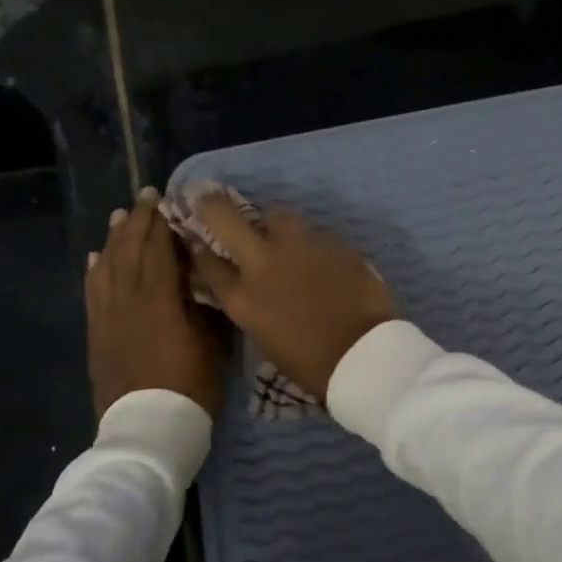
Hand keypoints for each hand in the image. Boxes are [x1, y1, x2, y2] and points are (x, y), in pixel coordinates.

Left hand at [85, 188, 226, 420]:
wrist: (148, 429)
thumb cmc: (191, 387)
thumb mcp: (214, 344)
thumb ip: (206, 305)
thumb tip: (205, 278)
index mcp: (160, 300)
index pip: (159, 249)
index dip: (162, 222)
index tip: (166, 199)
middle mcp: (128, 300)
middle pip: (129, 251)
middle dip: (137, 222)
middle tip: (145, 198)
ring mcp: (108, 317)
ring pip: (107, 267)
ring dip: (114, 239)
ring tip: (119, 217)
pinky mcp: (97, 334)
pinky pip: (93, 292)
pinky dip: (95, 270)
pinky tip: (97, 257)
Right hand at [186, 191, 396, 398]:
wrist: (363, 355)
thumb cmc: (313, 364)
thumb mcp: (267, 341)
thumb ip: (254, 306)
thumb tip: (254, 289)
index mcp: (242, 299)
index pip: (206, 262)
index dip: (199, 248)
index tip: (197, 238)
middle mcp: (263, 264)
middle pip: (224, 218)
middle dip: (213, 204)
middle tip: (210, 197)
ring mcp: (299, 247)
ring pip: (278, 214)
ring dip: (274, 222)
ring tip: (283, 234)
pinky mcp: (333, 242)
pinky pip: (316, 232)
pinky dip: (312, 241)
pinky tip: (322, 256)